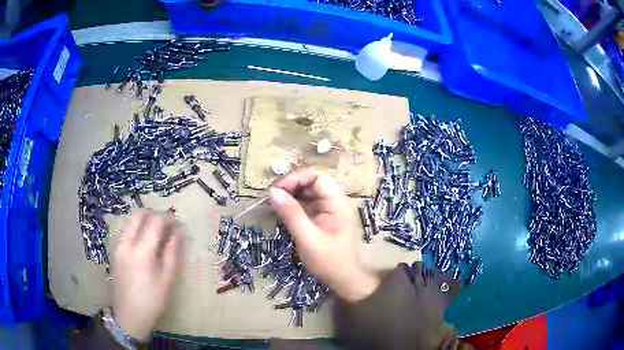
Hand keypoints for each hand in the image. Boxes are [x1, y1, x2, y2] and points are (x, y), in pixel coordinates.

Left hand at [111, 210, 182, 340]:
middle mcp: (126, 243)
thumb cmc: (153, 299)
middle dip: (153, 214)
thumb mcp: (167, 278)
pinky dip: (134, 228)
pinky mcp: (114, 250)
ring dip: (142, 220)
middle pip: (138, 215)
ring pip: (129, 220)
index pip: (154, 222)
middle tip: (164, 224)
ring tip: (154, 231)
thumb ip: (172, 252)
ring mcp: (117, 246)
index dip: (167, 218)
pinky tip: (142, 241)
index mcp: (142, 251)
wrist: (130, 314)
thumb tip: (178, 231)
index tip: (176, 221)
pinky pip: (124, 230)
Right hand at [268, 167, 379, 301]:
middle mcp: (333, 200)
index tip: (277, 191)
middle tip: (272, 197)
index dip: (295, 178)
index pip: (316, 176)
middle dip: (290, 185)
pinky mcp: (320, 215)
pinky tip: (281, 210)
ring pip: (306, 190)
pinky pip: (305, 202)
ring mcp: (327, 208)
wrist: (342, 278)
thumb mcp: (307, 238)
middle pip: (311, 181)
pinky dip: (292, 204)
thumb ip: (291, 214)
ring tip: (273, 203)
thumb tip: (273, 192)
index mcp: (336, 202)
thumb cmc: (328, 260)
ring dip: (289, 194)